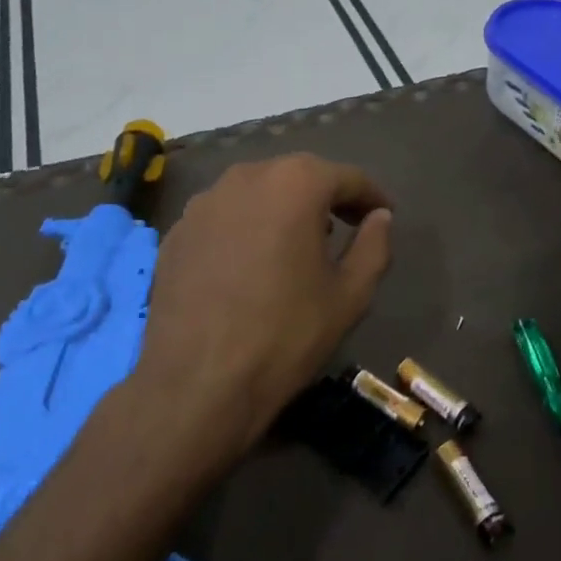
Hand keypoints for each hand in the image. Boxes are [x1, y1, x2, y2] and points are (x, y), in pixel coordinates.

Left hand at [133, 155, 393, 464]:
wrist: (196, 384)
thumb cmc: (285, 335)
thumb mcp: (350, 295)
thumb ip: (374, 246)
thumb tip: (380, 217)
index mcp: (294, 183)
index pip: (345, 177)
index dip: (370, 195)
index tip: (384, 213)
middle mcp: (246, 177)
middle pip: (297, 176)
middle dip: (325, 195)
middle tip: (345, 224)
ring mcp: (204, 202)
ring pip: (256, 192)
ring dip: (282, 208)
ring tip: (296, 242)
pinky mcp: (176, 231)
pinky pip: (223, 216)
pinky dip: (245, 227)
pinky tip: (250, 262)